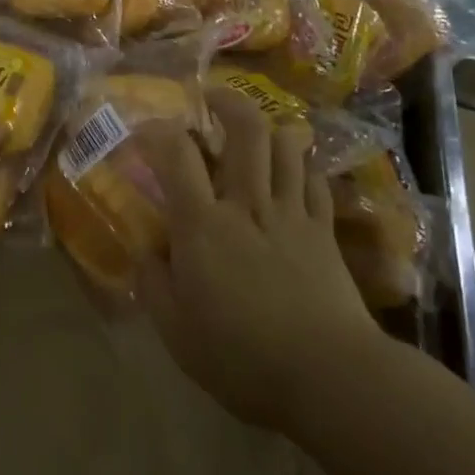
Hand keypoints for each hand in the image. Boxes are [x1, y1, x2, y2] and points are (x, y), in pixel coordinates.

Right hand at [132, 86, 376, 432]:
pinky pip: (315, 179)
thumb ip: (154, 283)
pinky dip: (302, 164)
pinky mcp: (323, 229)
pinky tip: (294, 170)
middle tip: (213, 98)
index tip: (146, 129)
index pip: (176, 154)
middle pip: (246, 129)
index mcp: (204, 225)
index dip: (158, 130)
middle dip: (228, 102)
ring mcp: (291, 212)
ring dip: (269, 127)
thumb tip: (146, 250)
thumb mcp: (176, 332)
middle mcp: (247, 203)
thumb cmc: (242, 357)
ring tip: (256, 131)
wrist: (328, 375)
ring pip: (287, 144)